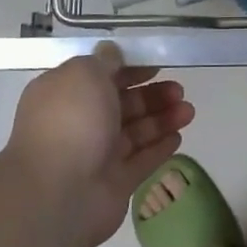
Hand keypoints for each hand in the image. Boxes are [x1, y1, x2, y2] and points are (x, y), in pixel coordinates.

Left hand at [4, 43, 194, 246]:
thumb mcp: (85, 74)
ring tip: (188, 111)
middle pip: (122, 104)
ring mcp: (97, 155)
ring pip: (136, 132)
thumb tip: (111, 52)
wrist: (58, 194)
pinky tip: (179, 137)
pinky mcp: (115, 184)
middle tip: (179, 89)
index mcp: (65, 95)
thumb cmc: (71, 121)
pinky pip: (142, 161)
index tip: (156, 64)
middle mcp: (79, 123)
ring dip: (162, 119)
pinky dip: (159, 148)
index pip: (100, 76)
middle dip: (151, 95)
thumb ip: (103, 61)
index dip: (129, 68)